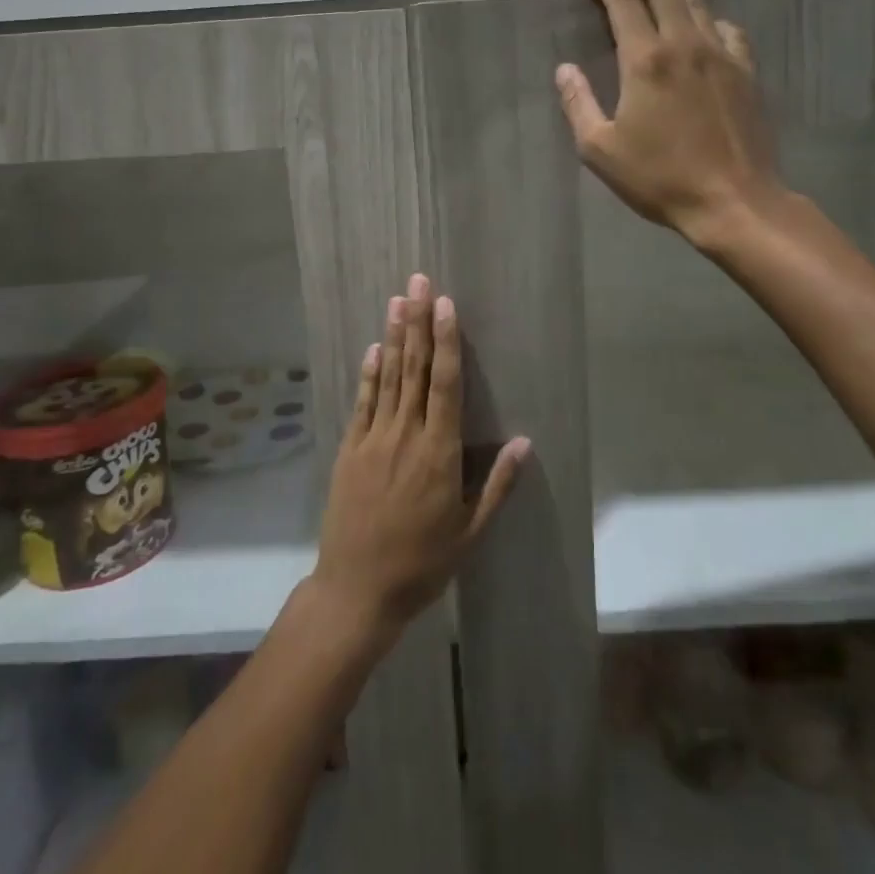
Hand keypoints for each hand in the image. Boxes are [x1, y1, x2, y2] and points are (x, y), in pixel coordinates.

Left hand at [310, 274, 529, 647]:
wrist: (356, 590)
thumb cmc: (422, 564)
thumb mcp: (469, 532)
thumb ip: (497, 484)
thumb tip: (524, 441)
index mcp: (438, 452)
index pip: (445, 383)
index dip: (446, 341)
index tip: (445, 304)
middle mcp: (405, 435)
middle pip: (414, 369)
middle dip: (418, 322)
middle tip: (418, 282)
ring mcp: (373, 439)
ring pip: (387, 378)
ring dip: (394, 337)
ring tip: (397, 301)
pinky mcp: (350, 449)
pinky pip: (362, 402)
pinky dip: (369, 373)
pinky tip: (374, 348)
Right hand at [556, 0, 786, 243]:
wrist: (733, 201)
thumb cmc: (659, 178)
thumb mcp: (600, 149)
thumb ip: (578, 103)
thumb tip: (565, 69)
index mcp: (645, 60)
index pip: (624, 0)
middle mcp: (685, 44)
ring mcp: (721, 55)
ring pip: (697, 1)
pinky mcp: (747, 71)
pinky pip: (727, 29)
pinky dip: (707, 18)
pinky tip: (702, 30)